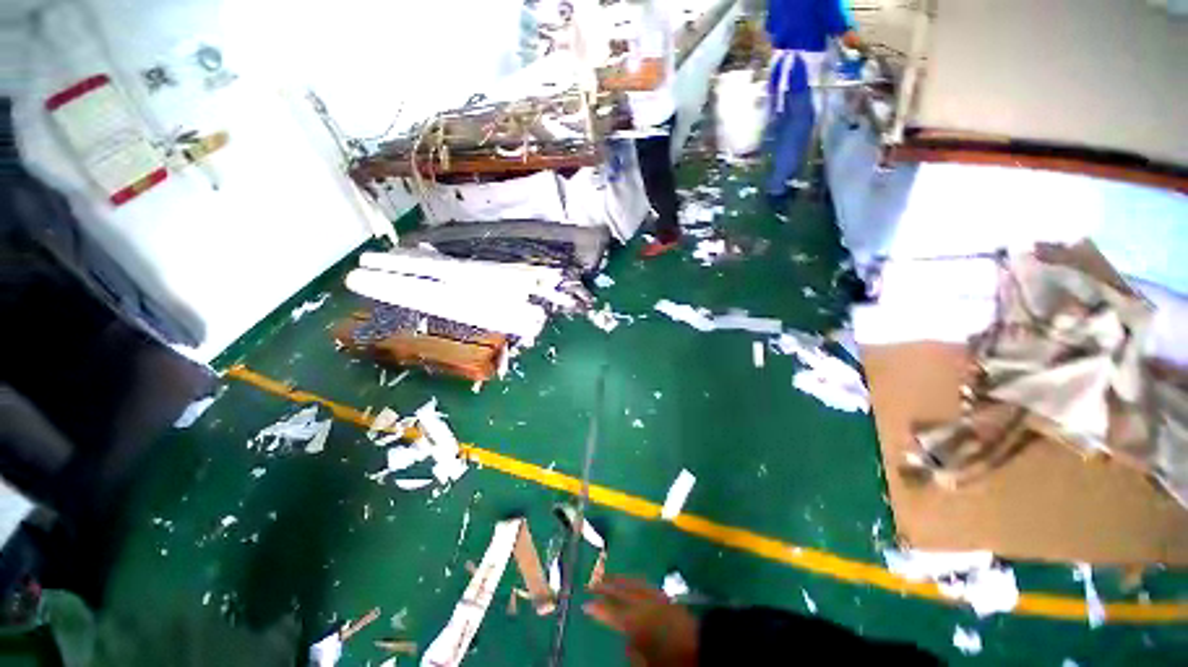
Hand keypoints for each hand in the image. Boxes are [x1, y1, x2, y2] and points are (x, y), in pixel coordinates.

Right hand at [584, 577, 698, 666]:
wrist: (703, 645)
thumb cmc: (673, 659)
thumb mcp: (649, 664)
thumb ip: (634, 654)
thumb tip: (627, 644)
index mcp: (636, 622)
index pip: (611, 612)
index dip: (597, 608)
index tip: (585, 603)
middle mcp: (643, 604)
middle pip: (620, 591)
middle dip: (604, 585)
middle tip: (591, 582)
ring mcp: (655, 596)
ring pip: (631, 583)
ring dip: (618, 579)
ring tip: (607, 576)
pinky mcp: (665, 595)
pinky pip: (644, 582)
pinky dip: (633, 580)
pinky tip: (630, 581)